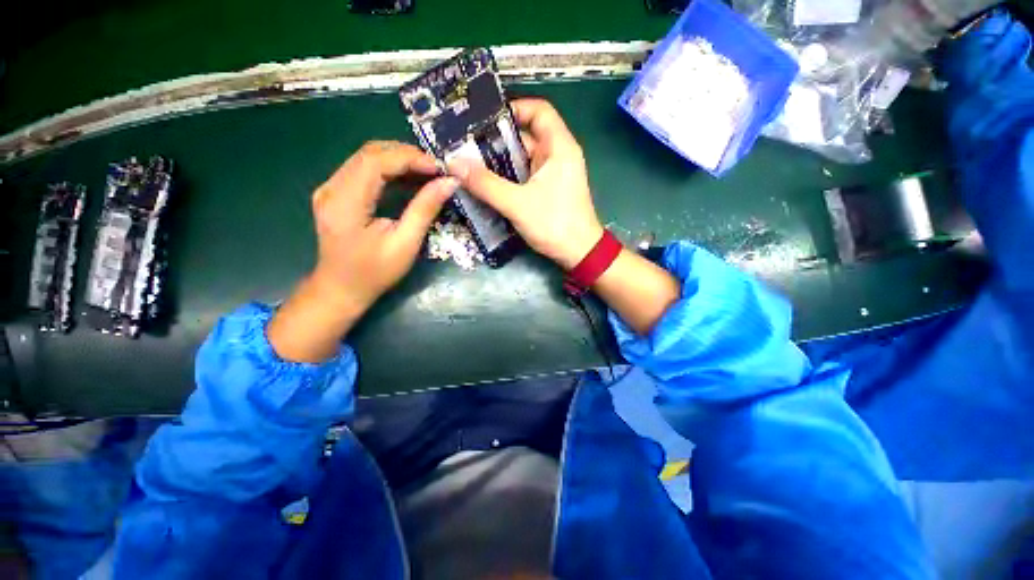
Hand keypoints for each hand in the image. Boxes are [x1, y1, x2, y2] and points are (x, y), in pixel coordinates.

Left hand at [310, 141, 457, 311]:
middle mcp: (332, 187)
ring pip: (366, 158)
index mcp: (345, 201)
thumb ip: (425, 209)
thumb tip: (449, 183)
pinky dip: (389, 170)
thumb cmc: (375, 272)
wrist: (341, 290)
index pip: (376, 161)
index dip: (410, 158)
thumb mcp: (405, 243)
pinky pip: (363, 170)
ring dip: (399, 160)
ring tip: (427, 173)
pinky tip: (408, 180)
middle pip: (370, 153)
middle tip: (436, 169)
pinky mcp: (335, 194)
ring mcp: (330, 189)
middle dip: (406, 155)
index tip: (439, 167)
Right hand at [448, 99, 603, 269]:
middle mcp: (557, 155)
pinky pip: (525, 175)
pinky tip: (487, 183)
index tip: (484, 120)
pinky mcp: (548, 190)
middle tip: (465, 146)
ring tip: (469, 163)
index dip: (513, 109)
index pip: (539, 110)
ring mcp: (553, 174)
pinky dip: (508, 177)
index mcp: (559, 147)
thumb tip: (454, 164)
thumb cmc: (555, 224)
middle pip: (526, 135)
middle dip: (496, 140)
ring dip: (499, 161)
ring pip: (523, 158)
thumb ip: (486, 184)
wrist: (579, 254)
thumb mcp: (517, 204)